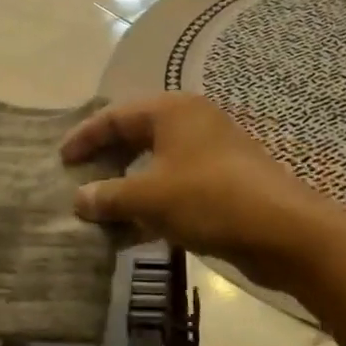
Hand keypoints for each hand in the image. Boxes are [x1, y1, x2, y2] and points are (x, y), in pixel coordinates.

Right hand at [60, 93, 336, 290]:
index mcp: (172, 111)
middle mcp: (191, 123)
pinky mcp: (223, 183)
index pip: (115, 116)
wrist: (285, 231)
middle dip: (105, 162)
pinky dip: (151, 206)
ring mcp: (210, 153)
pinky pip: (174, 188)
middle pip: (135, 137)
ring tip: (98, 212)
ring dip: (126, 189)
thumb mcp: (149, 198)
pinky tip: (131, 234)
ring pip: (155, 166)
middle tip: (78, 182)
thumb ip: (109, 196)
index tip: (60, 160)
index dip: (84, 138)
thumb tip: (79, 199)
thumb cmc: (209, 199)